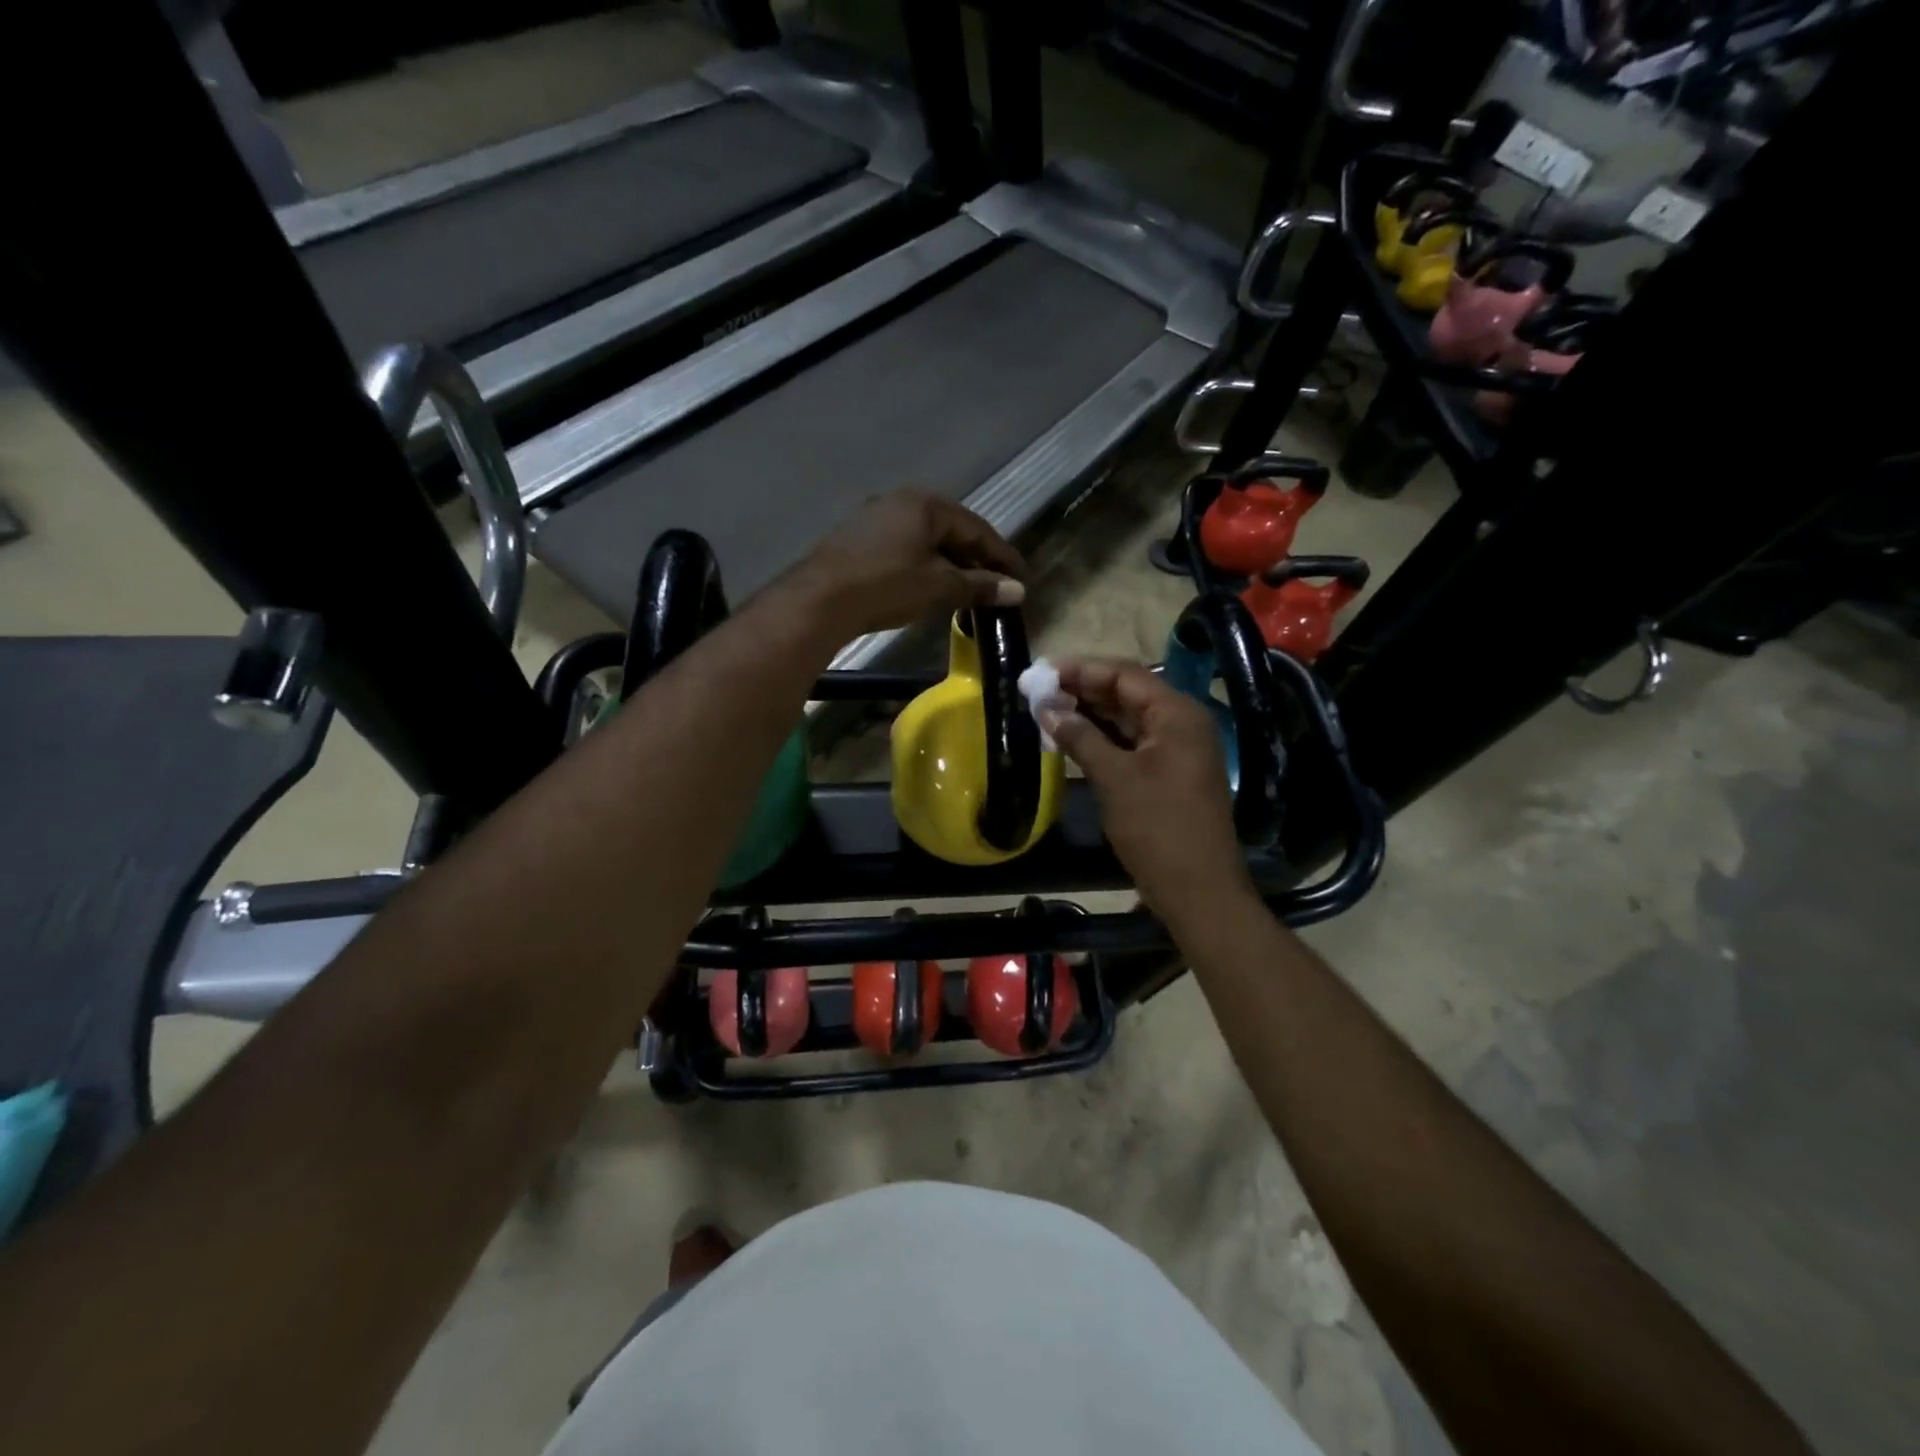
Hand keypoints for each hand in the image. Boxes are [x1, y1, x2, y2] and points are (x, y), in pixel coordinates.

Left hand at [786, 491, 1026, 639]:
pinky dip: (924, 566)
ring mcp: (875, 518)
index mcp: (926, 503)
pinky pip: (904, 548)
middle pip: (951, 530)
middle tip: (997, 585)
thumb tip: (1017, 591)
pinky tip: (930, 585)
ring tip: (967, 589)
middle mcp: (901, 501)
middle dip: (976, 559)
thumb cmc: (887, 585)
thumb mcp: (939, 586)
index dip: (1002, 555)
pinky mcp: (857, 539)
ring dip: (950, 564)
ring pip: (926, 540)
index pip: (977, 528)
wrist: (819, 600)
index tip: (1021, 578)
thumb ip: (979, 586)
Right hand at [1043, 659, 1255, 926]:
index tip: (1041, 672)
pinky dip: (1104, 738)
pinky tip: (1072, 738)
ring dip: (1091, 713)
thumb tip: (1047, 708)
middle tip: (1039, 691)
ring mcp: (1178, 748)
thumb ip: (1080, 737)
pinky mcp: (1169, 772)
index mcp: (1177, 714)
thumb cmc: (1157, 828)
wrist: (1198, 889)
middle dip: (1083, 689)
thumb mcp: (1114, 778)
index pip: (1125, 674)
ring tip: (1047, 710)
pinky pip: (1133, 742)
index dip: (1081, 669)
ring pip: (1129, 718)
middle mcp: (1182, 723)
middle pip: (1128, 692)